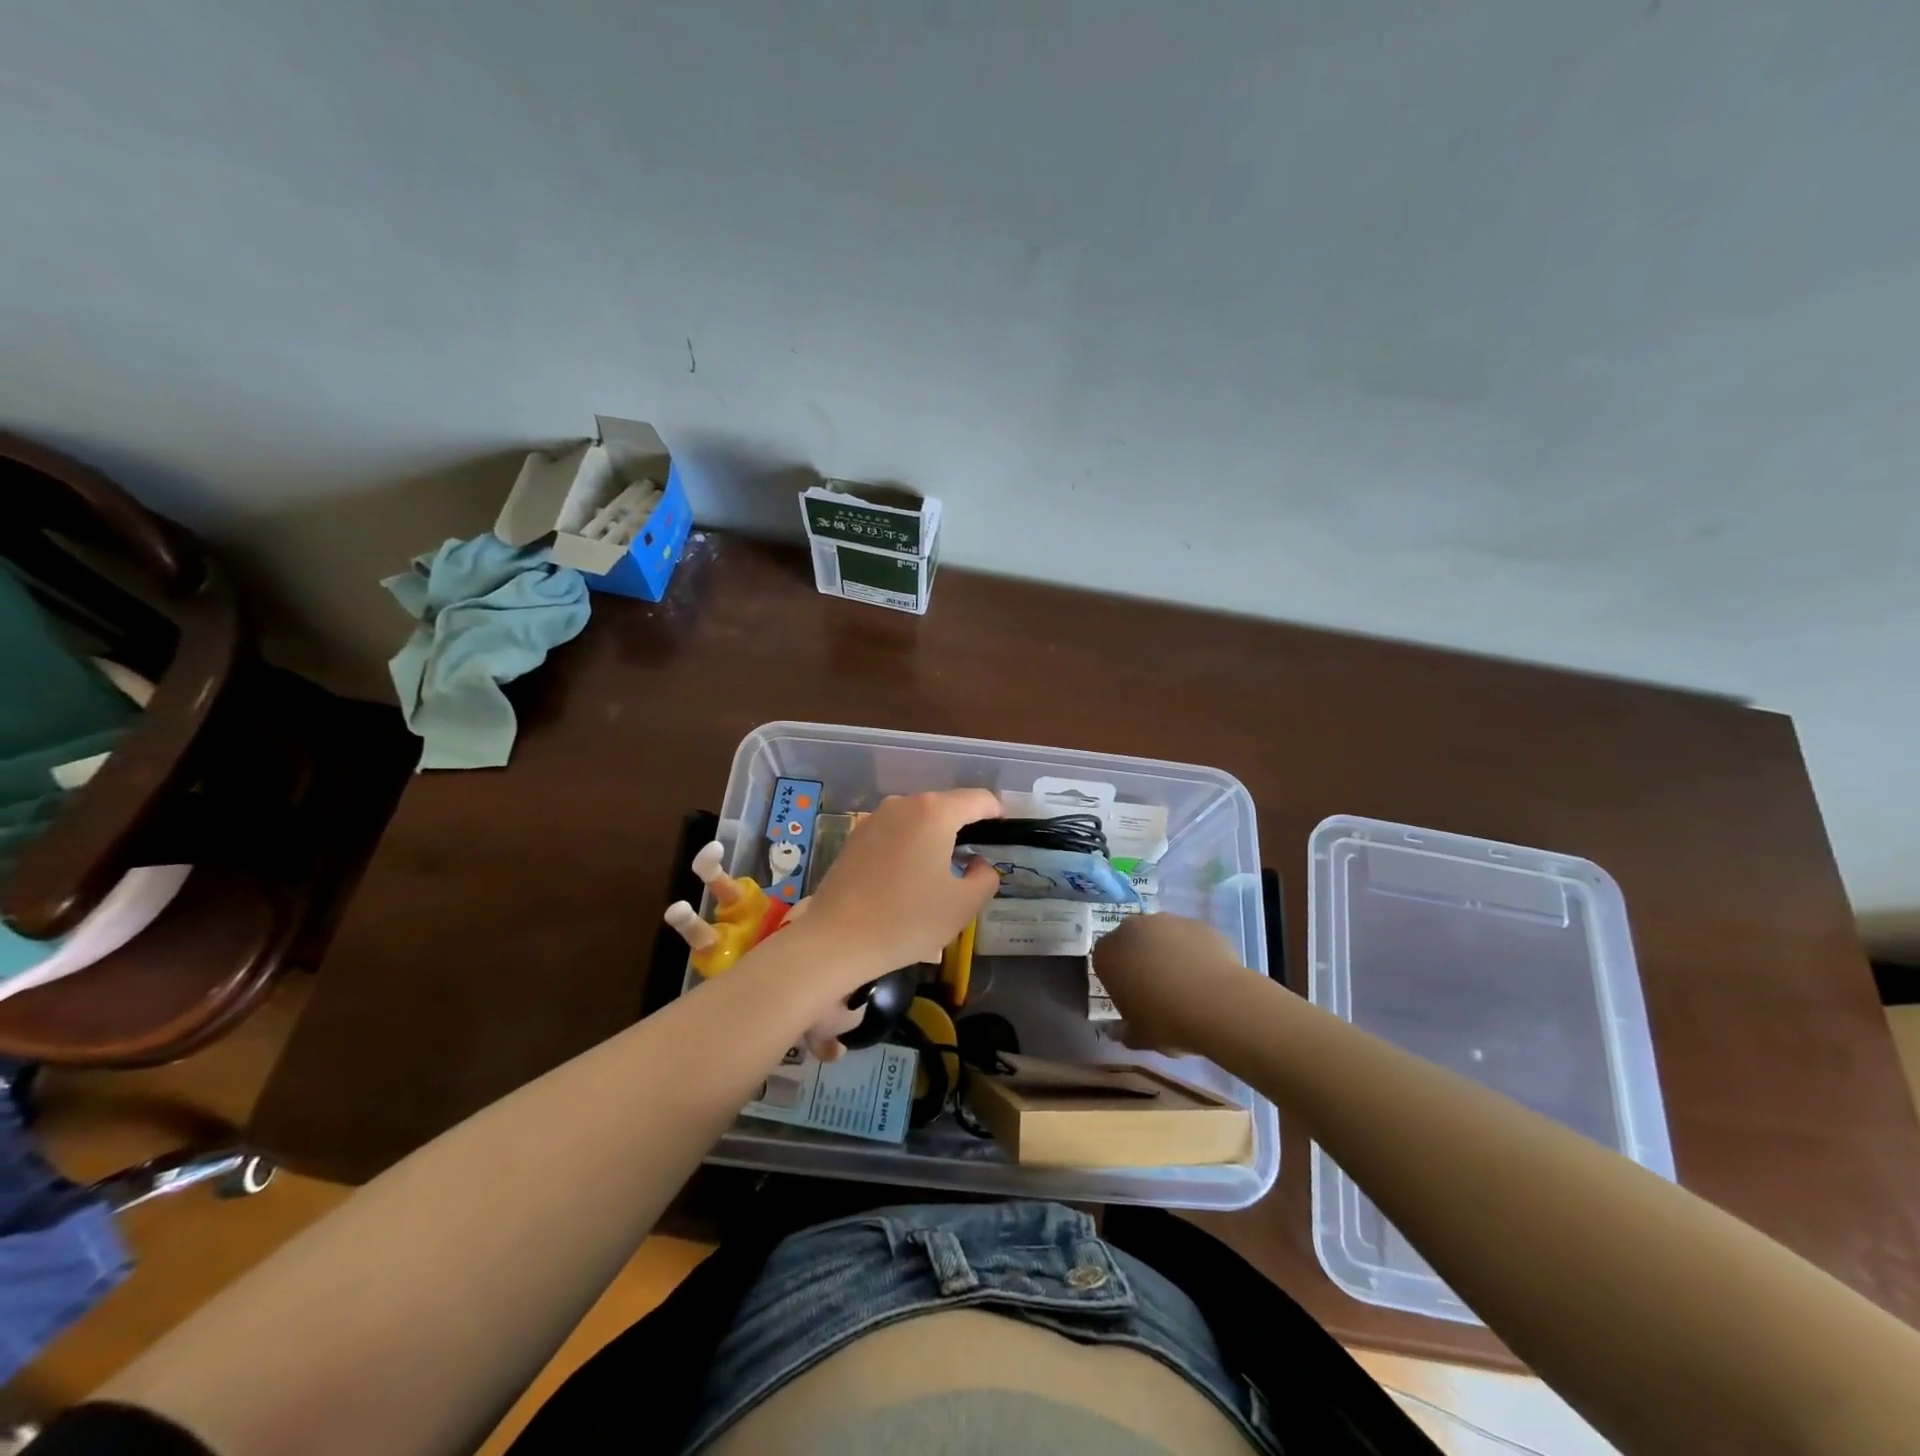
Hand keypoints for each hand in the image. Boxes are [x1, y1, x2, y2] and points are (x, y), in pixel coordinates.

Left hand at [802, 789, 1002, 983]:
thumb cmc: (907, 920)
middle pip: (947, 805)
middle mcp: (904, 804)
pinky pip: (895, 832)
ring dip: (935, 837)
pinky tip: (908, 878)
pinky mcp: (855, 837)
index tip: (1002, 840)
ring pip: (919, 818)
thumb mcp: (963, 905)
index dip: (997, 817)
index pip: (980, 800)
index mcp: (935, 812)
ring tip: (941, 873)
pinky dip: (910, 846)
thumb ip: (985, 877)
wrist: (835, 941)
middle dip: (965, 828)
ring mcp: (875, 818)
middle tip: (975, 863)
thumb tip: (977, 863)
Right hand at [1093, 913, 1253, 1053]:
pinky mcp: (1195, 922)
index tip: (1132, 998)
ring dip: (1166, 952)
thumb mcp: (1140, 1036)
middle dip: (1140, 960)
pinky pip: (1188, 937)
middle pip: (1130, 942)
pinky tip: (1205, 976)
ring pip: (1160, 936)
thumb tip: (1116, 1031)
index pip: (1104, 961)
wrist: (1218, 1002)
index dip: (1117, 980)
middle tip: (1157, 989)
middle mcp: (1130, 929)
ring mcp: (1165, 921)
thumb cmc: (1167, 1021)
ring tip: (1186, 983)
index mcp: (1107, 954)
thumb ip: (1124, 1031)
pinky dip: (1192, 951)